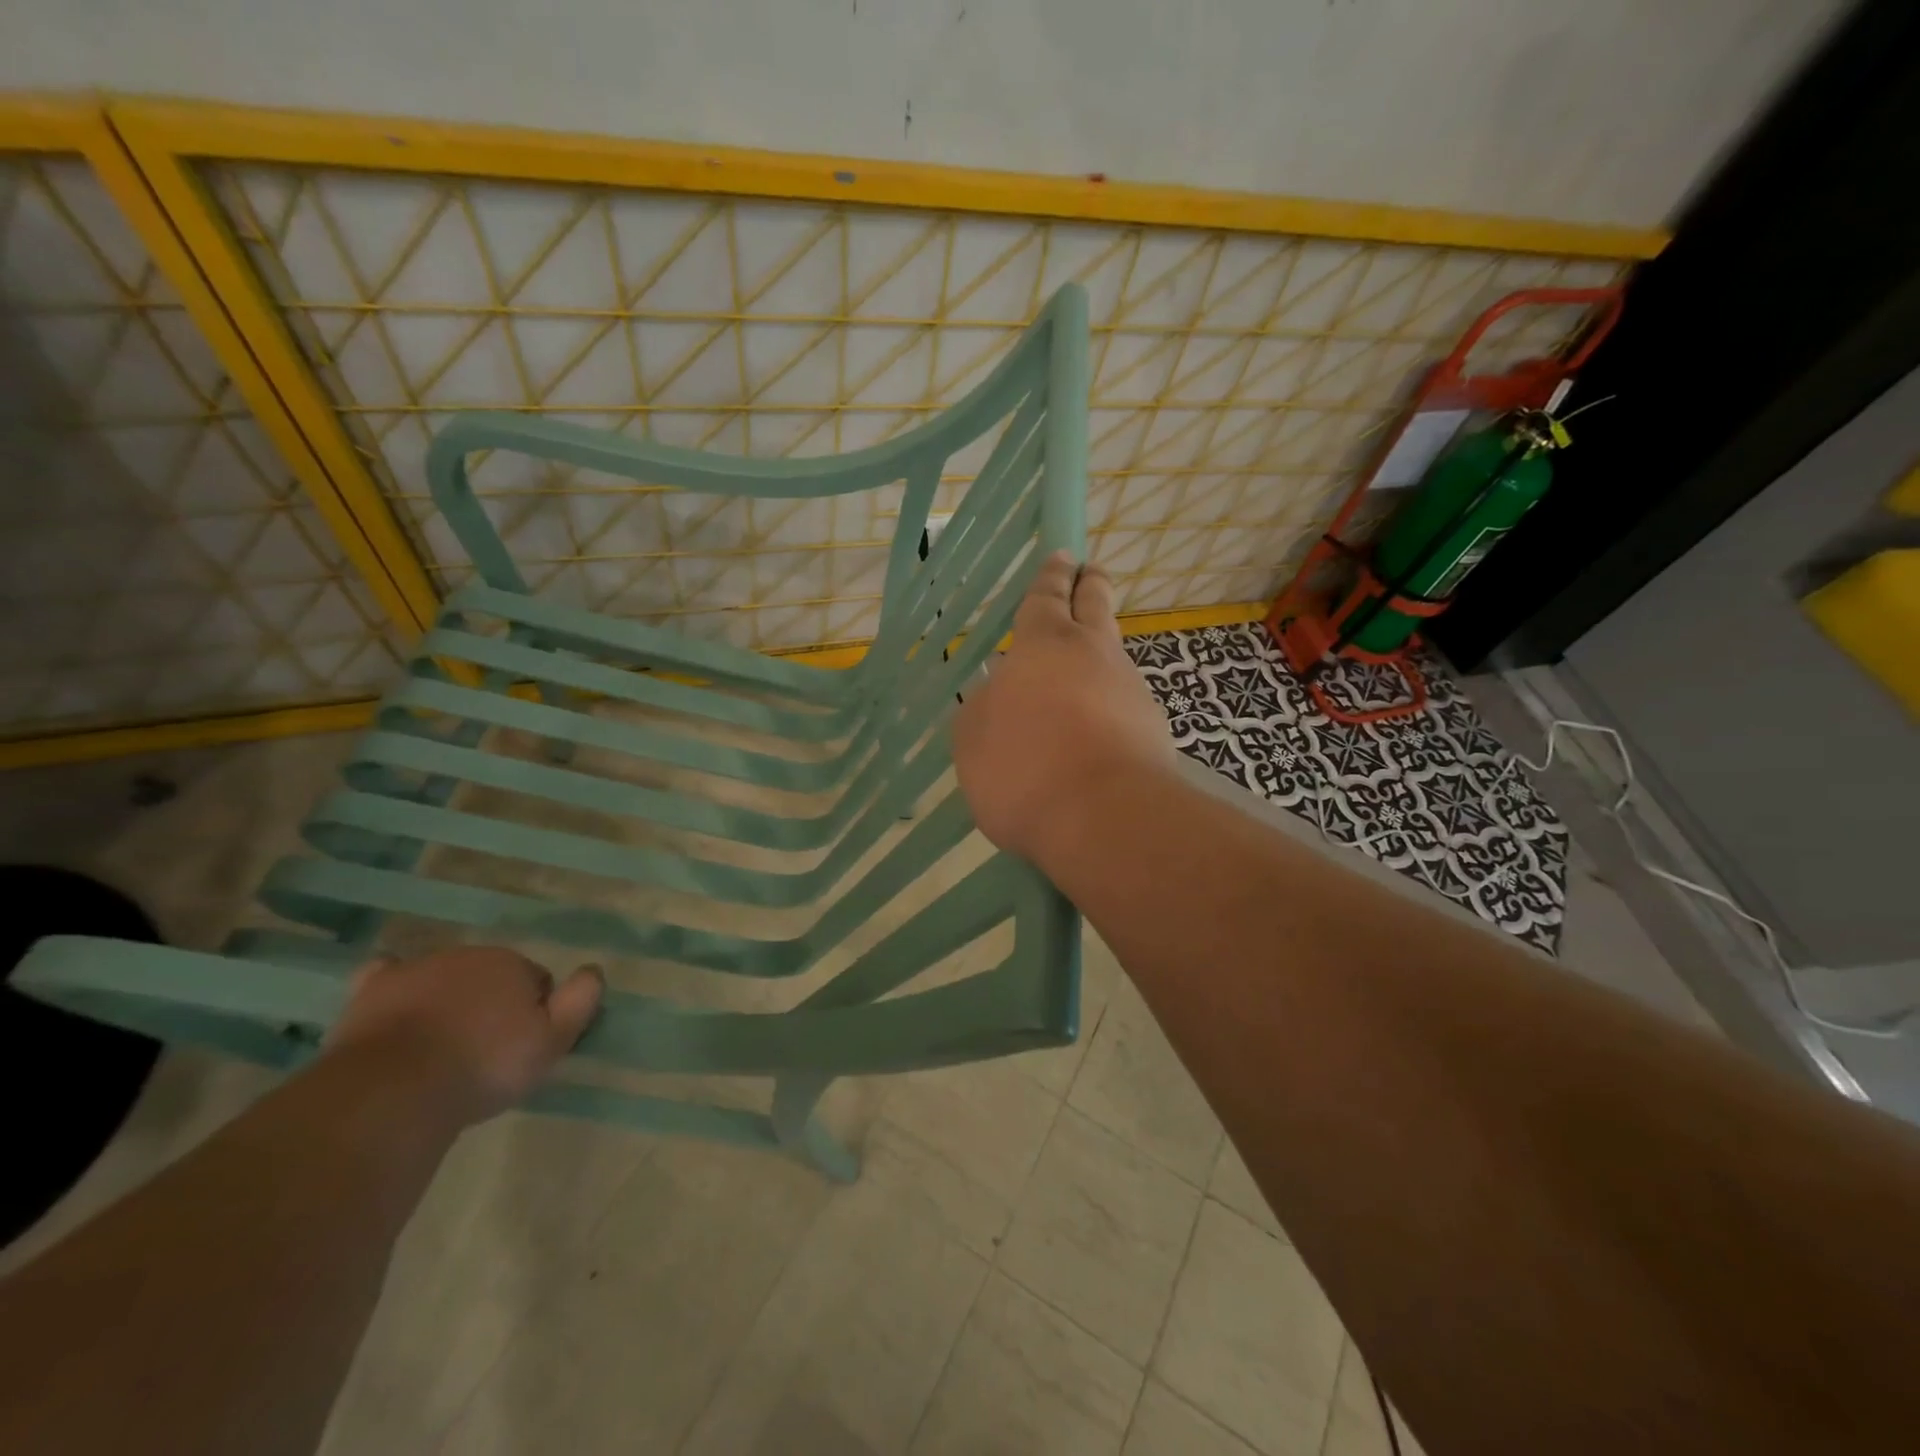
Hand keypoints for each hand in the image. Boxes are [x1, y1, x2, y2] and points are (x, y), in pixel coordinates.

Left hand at [326, 947, 603, 1126]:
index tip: (523, 1045)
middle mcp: (467, 956)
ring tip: (442, 1046)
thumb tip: (594, 969)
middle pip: (489, 976)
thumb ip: (580, 1001)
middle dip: (491, 1003)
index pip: (535, 980)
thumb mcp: (552, 1041)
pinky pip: (386, 976)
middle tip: (485, 1050)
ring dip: (448, 1001)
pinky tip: (397, 1005)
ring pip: (443, 979)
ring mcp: (415, 970)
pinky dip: (395, 986)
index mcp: (512, 963)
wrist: (394, 1090)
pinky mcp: (370, 992)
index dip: (534, 1011)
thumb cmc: (483, 1066)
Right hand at [954, 550, 1176, 866]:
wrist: (1105, 819)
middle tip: (1091, 572)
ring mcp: (1131, 690)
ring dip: (1101, 651)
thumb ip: (983, 708)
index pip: (1047, 597)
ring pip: (1114, 656)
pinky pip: (1125, 702)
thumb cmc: (1023, 769)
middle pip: (1096, 606)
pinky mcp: (1153, 730)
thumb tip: (999, 694)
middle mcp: (1094, 655)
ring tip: (1085, 663)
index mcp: (1044, 645)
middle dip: (1091, 585)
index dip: (1051, 577)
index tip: (1062, 556)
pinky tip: (1097, 727)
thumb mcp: (973, 740)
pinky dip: (1110, 703)